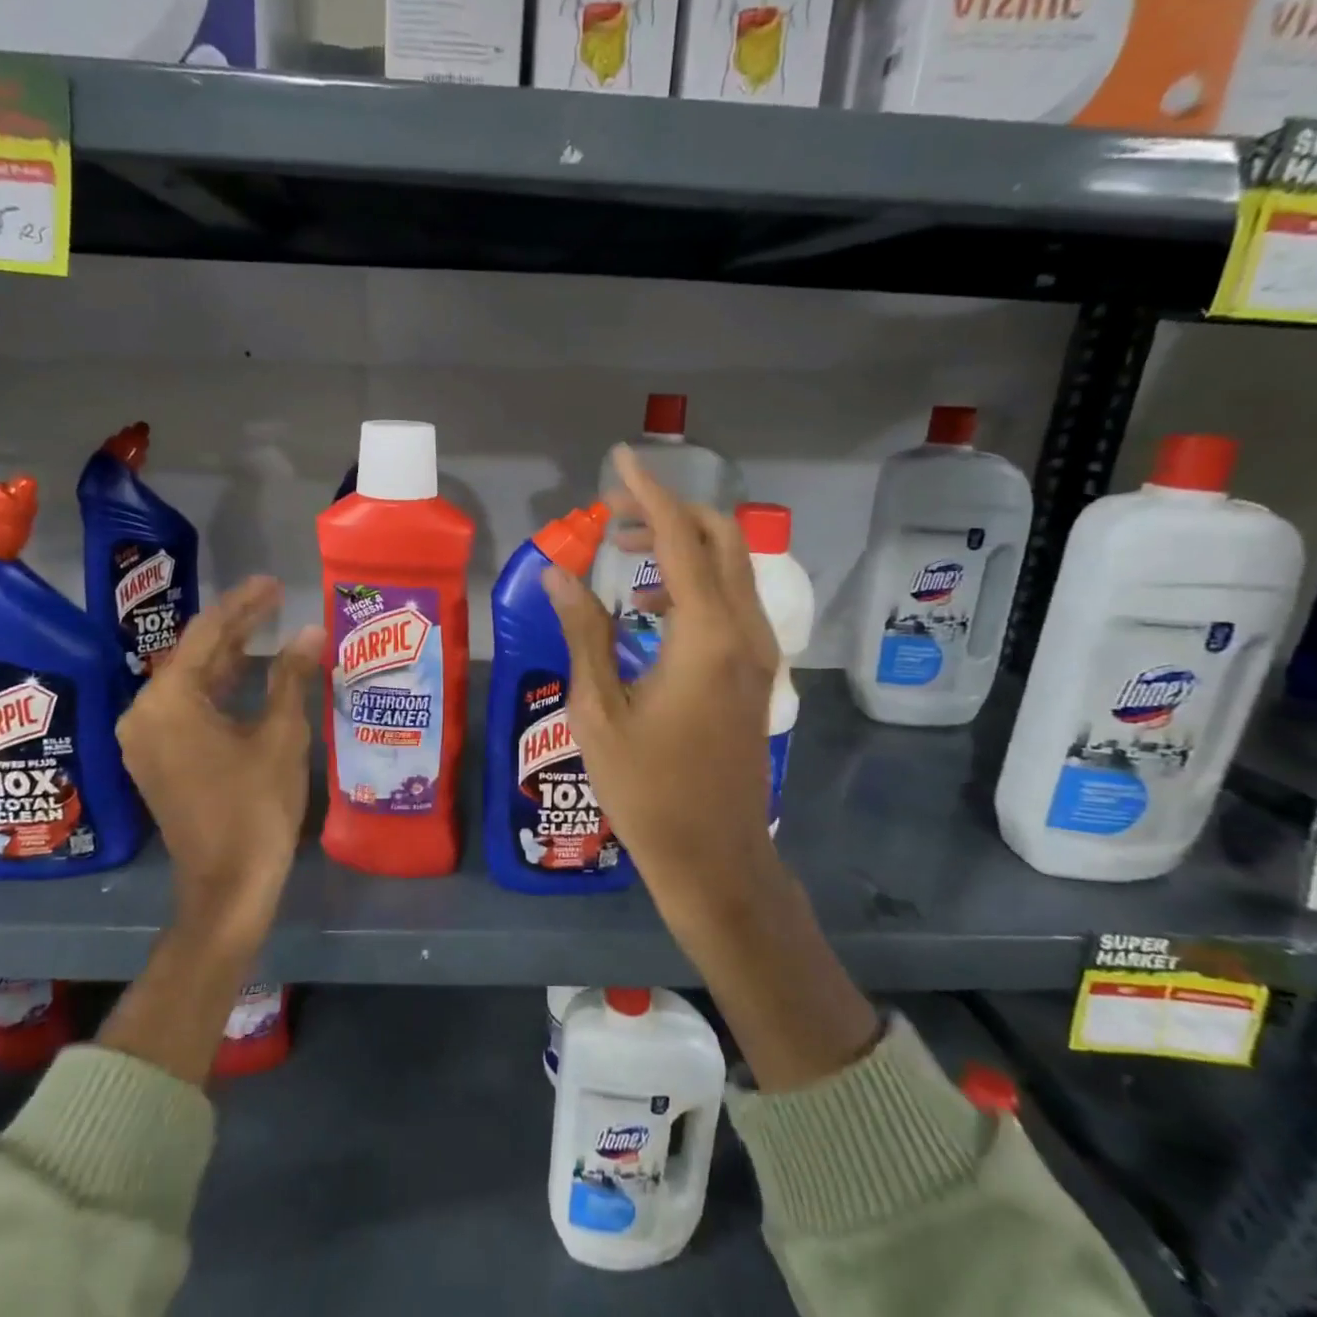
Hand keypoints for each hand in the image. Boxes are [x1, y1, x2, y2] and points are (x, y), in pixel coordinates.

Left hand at [115, 577, 323, 957]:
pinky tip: (249, 673)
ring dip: (230, 657)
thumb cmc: (256, 806)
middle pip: (195, 655)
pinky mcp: (158, 758)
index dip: (244, 604)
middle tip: (277, 600)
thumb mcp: (280, 735)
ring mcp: (147, 738)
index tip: (274, 583)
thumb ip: (291, 676)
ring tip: (269, 628)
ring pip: (192, 682)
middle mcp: (146, 713)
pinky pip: (188, 707)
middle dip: (237, 627)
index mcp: (169, 701)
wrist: (228, 884)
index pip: (207, 634)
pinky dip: (219, 689)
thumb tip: (311, 630)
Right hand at [543, 446, 781, 928]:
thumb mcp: (598, 710)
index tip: (618, 460)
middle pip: (720, 537)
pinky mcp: (756, 671)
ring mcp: (758, 652)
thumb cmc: (647, 789)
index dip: (647, 492)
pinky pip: (730, 601)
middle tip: (613, 516)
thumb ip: (583, 632)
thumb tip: (557, 574)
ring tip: (620, 555)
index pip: (678, 537)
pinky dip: (693, 583)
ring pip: (730, 567)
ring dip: (680, 546)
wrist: (715, 856)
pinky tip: (648, 611)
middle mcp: (744, 631)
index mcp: (706, 635)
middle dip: (668, 512)